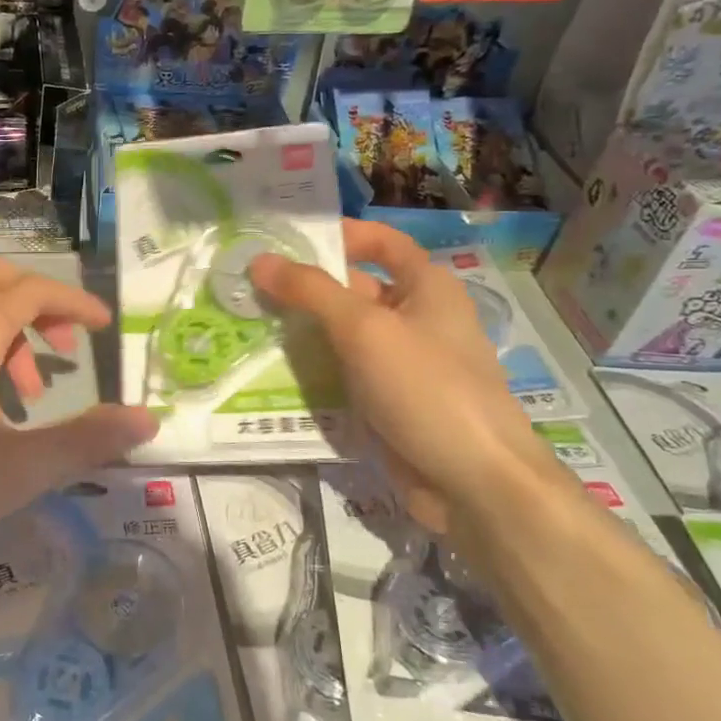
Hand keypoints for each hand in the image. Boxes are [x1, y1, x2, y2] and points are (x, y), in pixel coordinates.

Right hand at [250, 220, 564, 530]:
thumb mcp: (364, 329)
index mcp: (427, 288)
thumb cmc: (426, 388)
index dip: (341, 235)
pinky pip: (345, 374)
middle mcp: (417, 320)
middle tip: (248, 285)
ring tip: (246, 323)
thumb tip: (260, 261)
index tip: (288, 240)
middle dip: (307, 287)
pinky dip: (314, 369)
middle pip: (356, 290)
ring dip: (303, 330)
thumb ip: (310, 291)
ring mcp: (402, 365)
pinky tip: (271, 369)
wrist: (473, 485)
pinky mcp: (388, 403)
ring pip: (344, 336)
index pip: (383, 243)